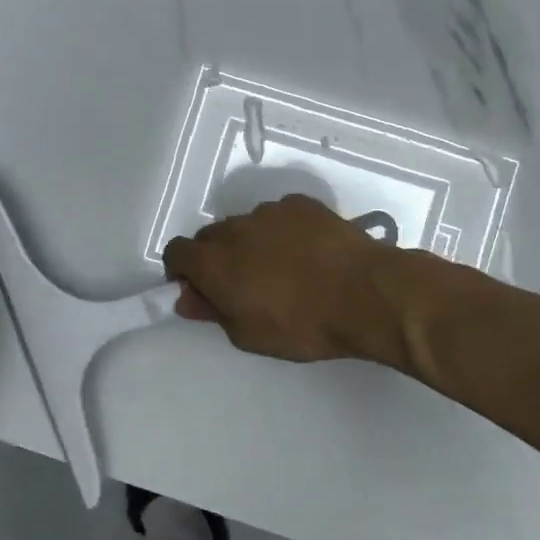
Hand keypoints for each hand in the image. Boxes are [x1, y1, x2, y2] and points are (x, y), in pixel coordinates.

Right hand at [163, 195, 410, 366]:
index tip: (200, 289)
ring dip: (252, 243)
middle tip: (243, 285)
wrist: (363, 293)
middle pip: (211, 236)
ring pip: (247, 225)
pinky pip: (280, 216)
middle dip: (217, 258)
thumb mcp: (248, 335)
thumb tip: (188, 298)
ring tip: (283, 269)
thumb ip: (212, 312)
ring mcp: (270, 211)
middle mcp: (235, 228)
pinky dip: (284, 231)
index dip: (183, 271)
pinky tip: (308, 253)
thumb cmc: (301, 324)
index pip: (176, 252)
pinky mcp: (302, 204)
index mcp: (214, 261)